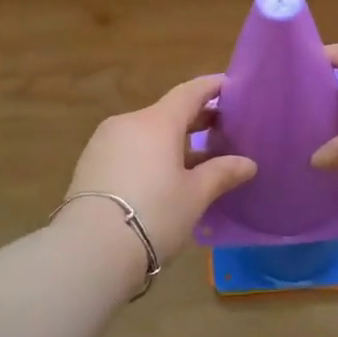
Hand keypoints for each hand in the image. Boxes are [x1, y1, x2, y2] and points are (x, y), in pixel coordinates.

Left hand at [60, 75, 257, 270]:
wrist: (90, 249)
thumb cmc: (154, 214)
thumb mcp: (195, 195)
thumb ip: (222, 173)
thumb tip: (247, 163)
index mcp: (157, 122)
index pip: (189, 92)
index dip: (212, 87)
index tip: (230, 86)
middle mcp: (128, 123)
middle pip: (167, 112)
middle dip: (196, 119)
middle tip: (222, 129)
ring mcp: (104, 143)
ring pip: (146, 133)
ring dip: (172, 141)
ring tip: (196, 160)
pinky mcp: (89, 165)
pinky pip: (128, 149)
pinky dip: (150, 155)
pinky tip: (163, 177)